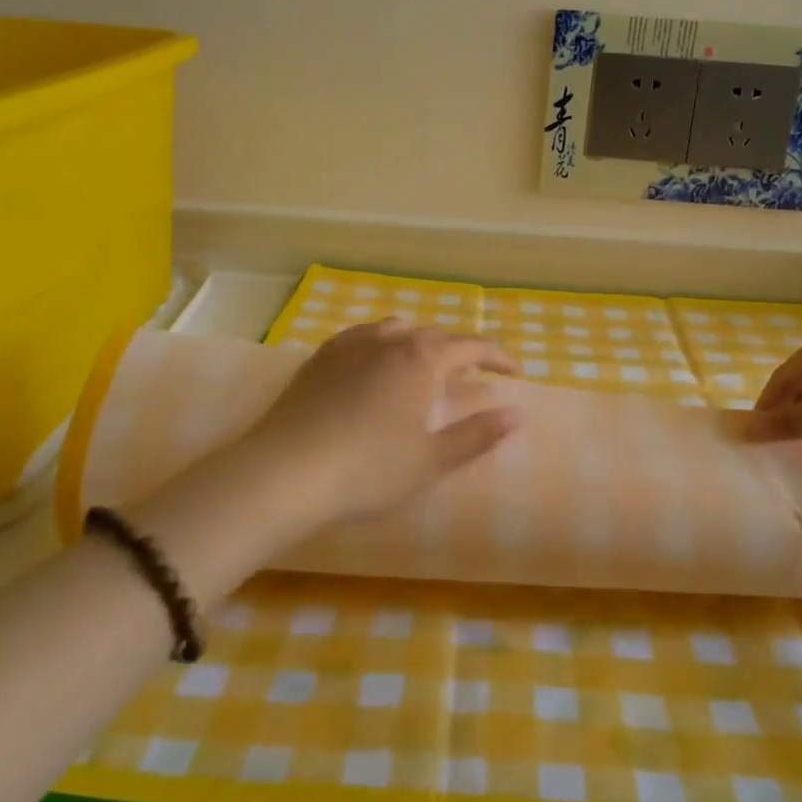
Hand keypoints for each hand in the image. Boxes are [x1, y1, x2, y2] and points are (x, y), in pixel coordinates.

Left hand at [240, 319, 521, 520]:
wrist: (285, 472)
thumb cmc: (368, 470)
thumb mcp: (431, 461)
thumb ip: (477, 435)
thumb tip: (516, 414)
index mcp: (421, 359)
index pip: (471, 346)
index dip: (498, 356)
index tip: (516, 371)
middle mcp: (388, 341)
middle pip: (434, 334)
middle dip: (460, 349)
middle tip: (475, 370)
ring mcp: (349, 345)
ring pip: (395, 330)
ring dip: (419, 341)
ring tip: (426, 361)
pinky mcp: (318, 359)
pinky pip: (360, 337)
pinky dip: (381, 343)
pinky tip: (374, 360)